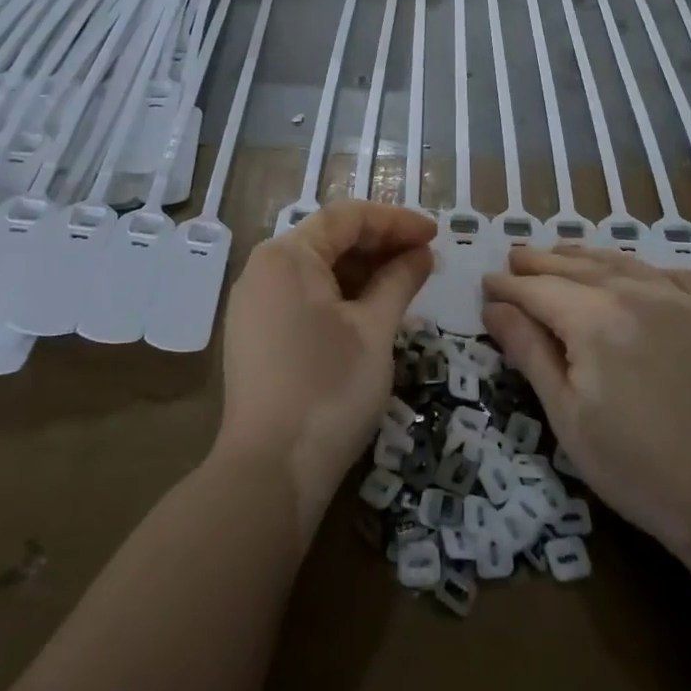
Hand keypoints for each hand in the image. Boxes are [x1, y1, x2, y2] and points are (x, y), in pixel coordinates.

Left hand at [218, 202, 435, 513]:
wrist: (271, 471)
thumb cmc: (330, 388)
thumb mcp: (375, 329)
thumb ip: (399, 281)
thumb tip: (421, 254)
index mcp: (287, 256)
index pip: (347, 218)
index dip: (396, 221)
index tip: (436, 234)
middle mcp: (263, 270)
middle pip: (329, 240)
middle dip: (380, 245)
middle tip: (426, 259)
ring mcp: (254, 304)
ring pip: (316, 270)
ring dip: (362, 271)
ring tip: (406, 283)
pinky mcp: (255, 335)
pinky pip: (302, 297)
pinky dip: (340, 295)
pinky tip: (372, 309)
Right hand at [482, 245, 690, 570]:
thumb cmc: (637, 468)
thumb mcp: (568, 416)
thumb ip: (530, 353)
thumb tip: (495, 308)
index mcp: (594, 319)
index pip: (538, 289)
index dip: (509, 286)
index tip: (487, 283)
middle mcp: (636, 294)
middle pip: (576, 267)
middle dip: (540, 262)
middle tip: (514, 256)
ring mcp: (682, 301)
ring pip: (622, 263)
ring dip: (585, 256)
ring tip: (560, 253)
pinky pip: (672, 275)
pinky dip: (642, 268)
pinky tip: (635, 274)